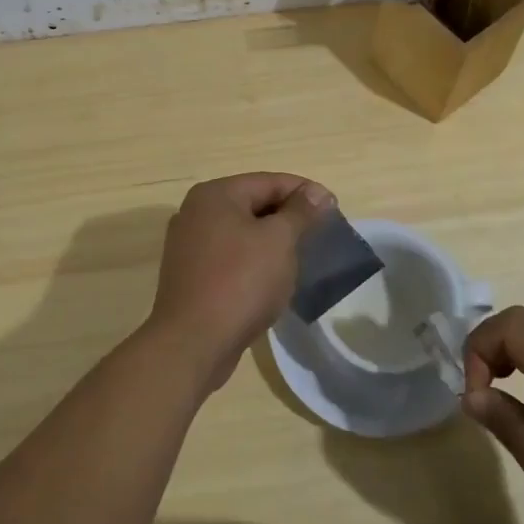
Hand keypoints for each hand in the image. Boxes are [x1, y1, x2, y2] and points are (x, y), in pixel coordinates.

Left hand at [142, 173, 333, 393]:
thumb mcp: (279, 241)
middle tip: (320, 235)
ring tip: (301, 257)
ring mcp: (188, 245)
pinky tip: (272, 280)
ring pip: (241, 233)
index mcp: (215, 194)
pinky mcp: (190, 275)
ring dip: (271, 242)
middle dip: (288, 218)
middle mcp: (196, 212)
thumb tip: (318, 192)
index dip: (305, 192)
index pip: (269, 181)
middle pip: (253, 204)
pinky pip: (230, 257)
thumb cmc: (240, 281)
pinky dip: (253, 262)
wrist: (193, 342)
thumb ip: (300, 212)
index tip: (334, 209)